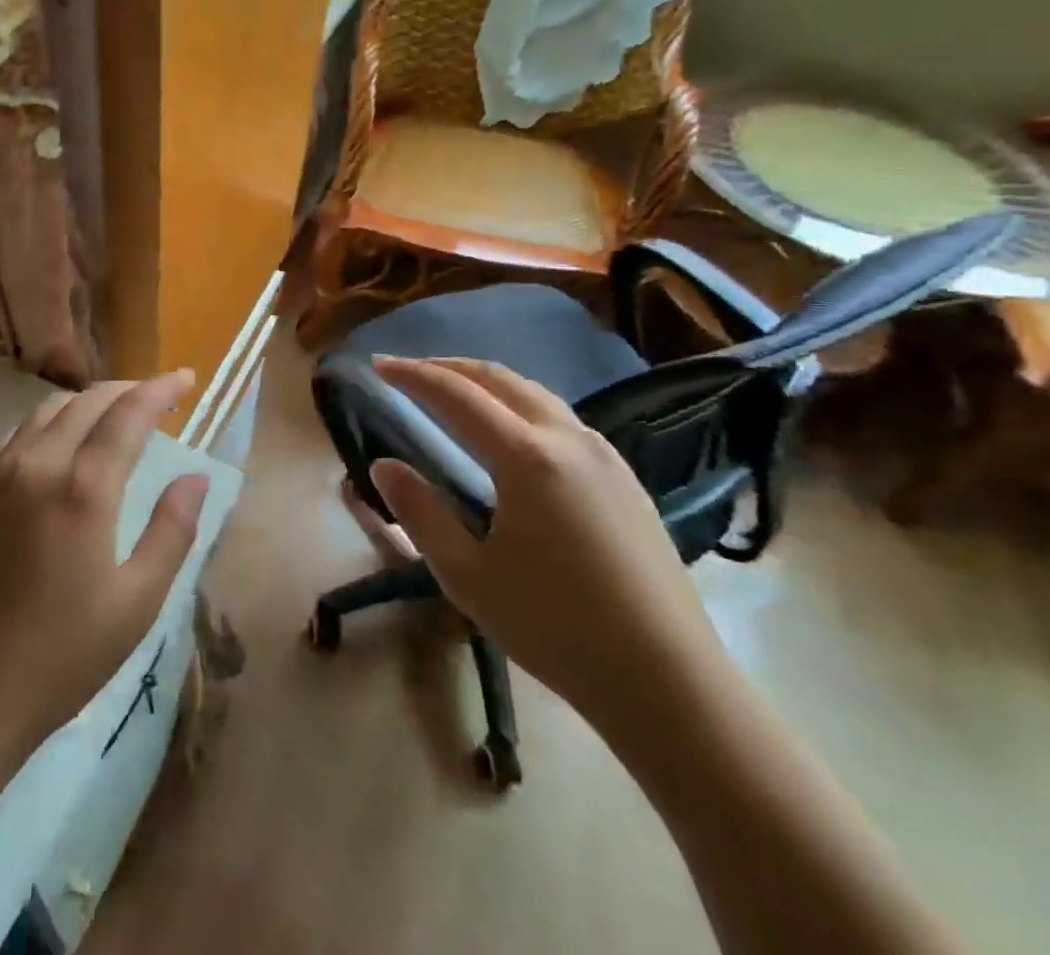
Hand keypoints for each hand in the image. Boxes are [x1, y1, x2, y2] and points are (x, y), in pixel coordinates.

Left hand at [0, 373, 209, 770]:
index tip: (186, 378)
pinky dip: (46, 424)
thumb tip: (195, 476)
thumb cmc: (61, 656)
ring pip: (47, 411)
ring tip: (111, 416)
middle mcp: (36, 464)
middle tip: (156, 397)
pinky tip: (56, 444)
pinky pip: (13, 434)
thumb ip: (171, 530)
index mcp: (83, 489)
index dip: (160, 388)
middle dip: (127, 389)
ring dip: (86, 403)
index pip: (128, 413)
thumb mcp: (136, 602)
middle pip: (87, 401)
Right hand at [369, 357, 728, 736]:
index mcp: (528, 457)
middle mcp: (568, 439)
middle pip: (500, 379)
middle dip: (448, 366)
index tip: (378, 364)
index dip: (413, 375)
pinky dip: (519, 403)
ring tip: (452, 391)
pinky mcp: (625, 478)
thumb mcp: (468, 576)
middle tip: (409, 370)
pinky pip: (560, 417)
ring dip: (486, 382)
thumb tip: (384, 465)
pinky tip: (509, 432)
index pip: (457, 395)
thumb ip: (419, 513)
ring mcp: (604, 456)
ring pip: (535, 393)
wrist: (670, 683)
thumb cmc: (556, 628)